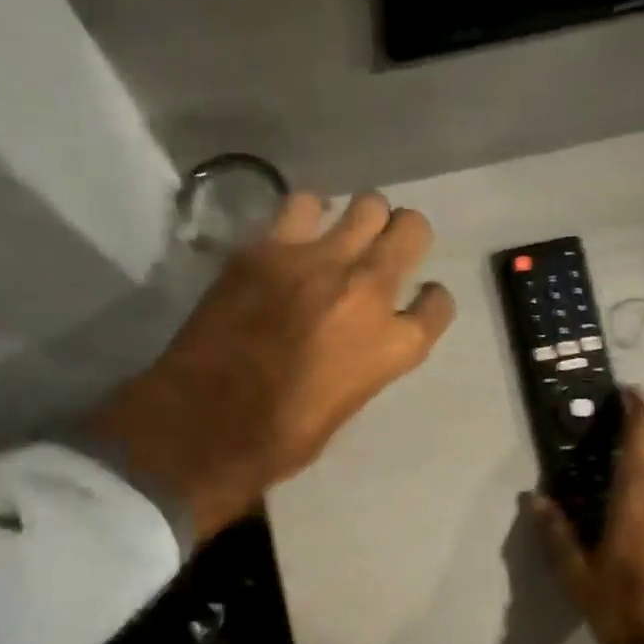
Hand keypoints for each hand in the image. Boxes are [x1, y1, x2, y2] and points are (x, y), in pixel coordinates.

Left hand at [94, 193, 454, 542]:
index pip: (438, 304)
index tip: (418, 299)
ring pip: (367, 205)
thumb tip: (357, 339)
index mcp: (393, 346)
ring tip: (344, 233)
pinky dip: (308, 213)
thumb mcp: (347, 405)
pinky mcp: (268, 248)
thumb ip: (366, 361)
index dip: (430, 300)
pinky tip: (298, 230)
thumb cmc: (280, 438)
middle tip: (385, 247)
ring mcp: (318, 262)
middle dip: (405, 235)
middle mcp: (368, 292)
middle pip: (413, 231)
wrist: (205, 424)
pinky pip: (303, 204)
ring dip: (364, 217)